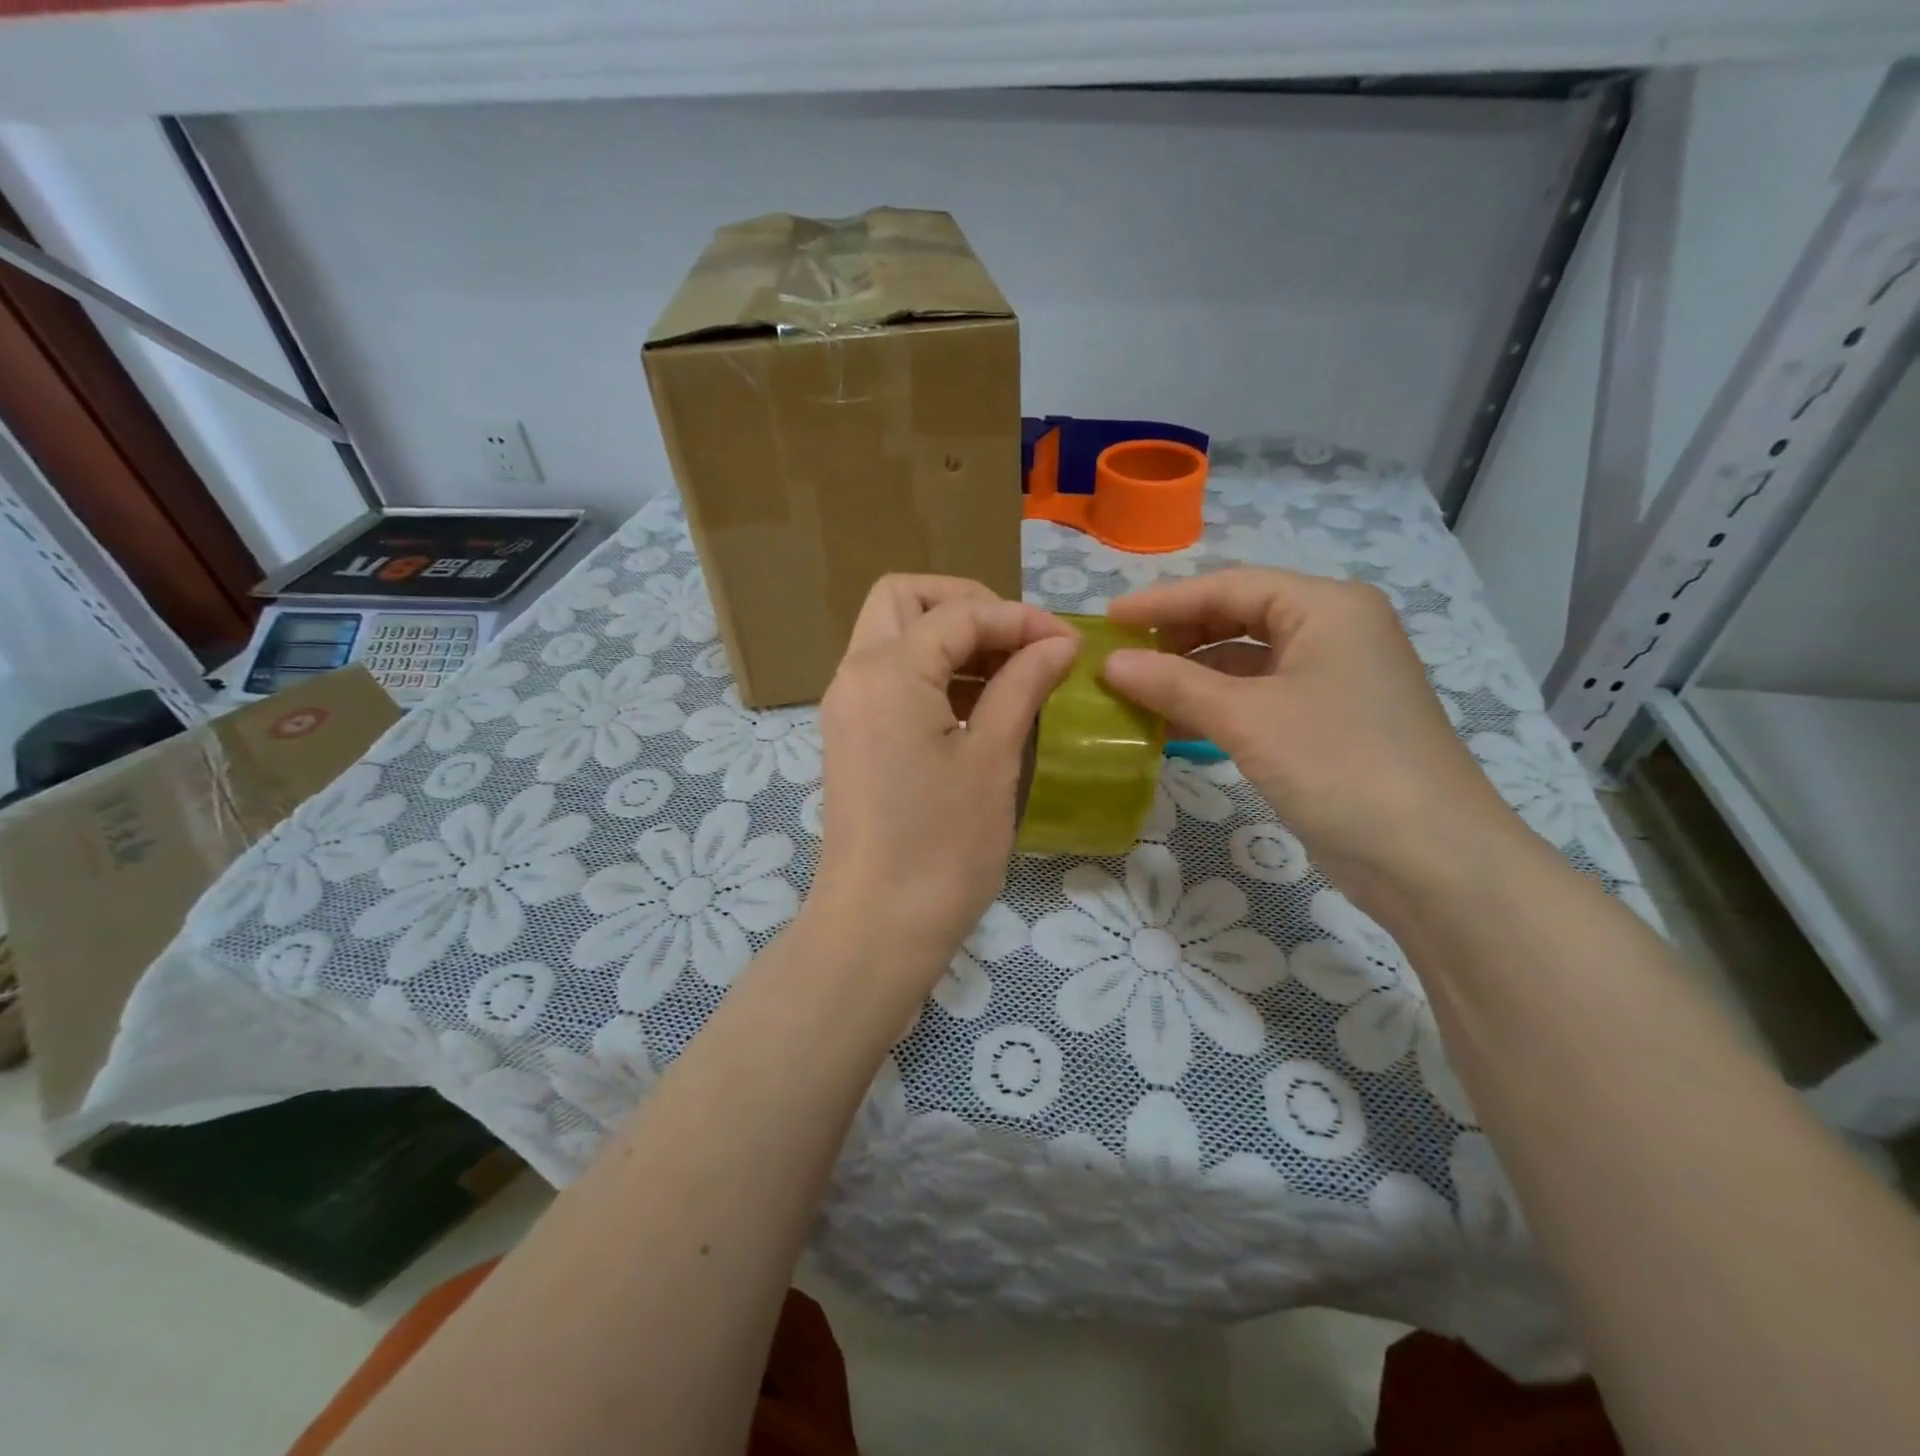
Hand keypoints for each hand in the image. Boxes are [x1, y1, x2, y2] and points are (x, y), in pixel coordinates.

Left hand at [809, 575, 1076, 981]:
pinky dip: (932, 672)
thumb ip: (1022, 685)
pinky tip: (980, 705)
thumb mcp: (993, 758)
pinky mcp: (852, 736)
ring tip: (1010, 674)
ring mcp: (847, 705)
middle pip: (904, 599)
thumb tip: (1057, 643)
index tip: (1068, 645)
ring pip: (893, 635)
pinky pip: (890, 676)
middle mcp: (855, 674)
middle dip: (966, 606)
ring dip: (950, 639)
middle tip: (1017, 642)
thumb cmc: (943, 845)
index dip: (1019, 619)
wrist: (878, 926)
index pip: (959, 614)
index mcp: (886, 671)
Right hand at [1102, 568, 1519, 904]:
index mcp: (1327, 608)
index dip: (1163, 601)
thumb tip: (1110, 664)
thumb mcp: (1247, 719)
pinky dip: (1216, 708)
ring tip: (1135, 692)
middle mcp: (1335, 632)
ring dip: (1192, 677)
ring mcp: (1334, 680)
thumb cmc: (1339, 764)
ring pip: (1247, 663)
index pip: (1230, 586)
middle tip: (1122, 657)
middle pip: (1239, 618)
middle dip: (1178, 637)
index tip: (1108, 619)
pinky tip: (1173, 726)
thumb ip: (1174, 685)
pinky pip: (1259, 700)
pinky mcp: (1329, 724)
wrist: (1430, 860)